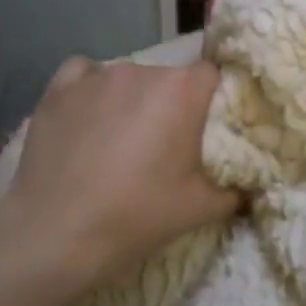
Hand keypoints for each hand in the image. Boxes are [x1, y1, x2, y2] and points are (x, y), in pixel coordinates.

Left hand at [0, 57, 238, 285]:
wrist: (56, 234)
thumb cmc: (137, 216)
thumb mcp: (201, 209)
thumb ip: (235, 191)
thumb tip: (250, 187)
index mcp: (182, 91)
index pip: (212, 76)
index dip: (213, 100)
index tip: (207, 130)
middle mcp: (142, 71)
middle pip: (169, 78)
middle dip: (171, 105)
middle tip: (163, 147)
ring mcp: (96, 76)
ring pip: (127, 79)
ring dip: (131, 101)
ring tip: (119, 141)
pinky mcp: (58, 89)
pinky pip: (85, 76)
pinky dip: (91, 91)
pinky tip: (88, 118)